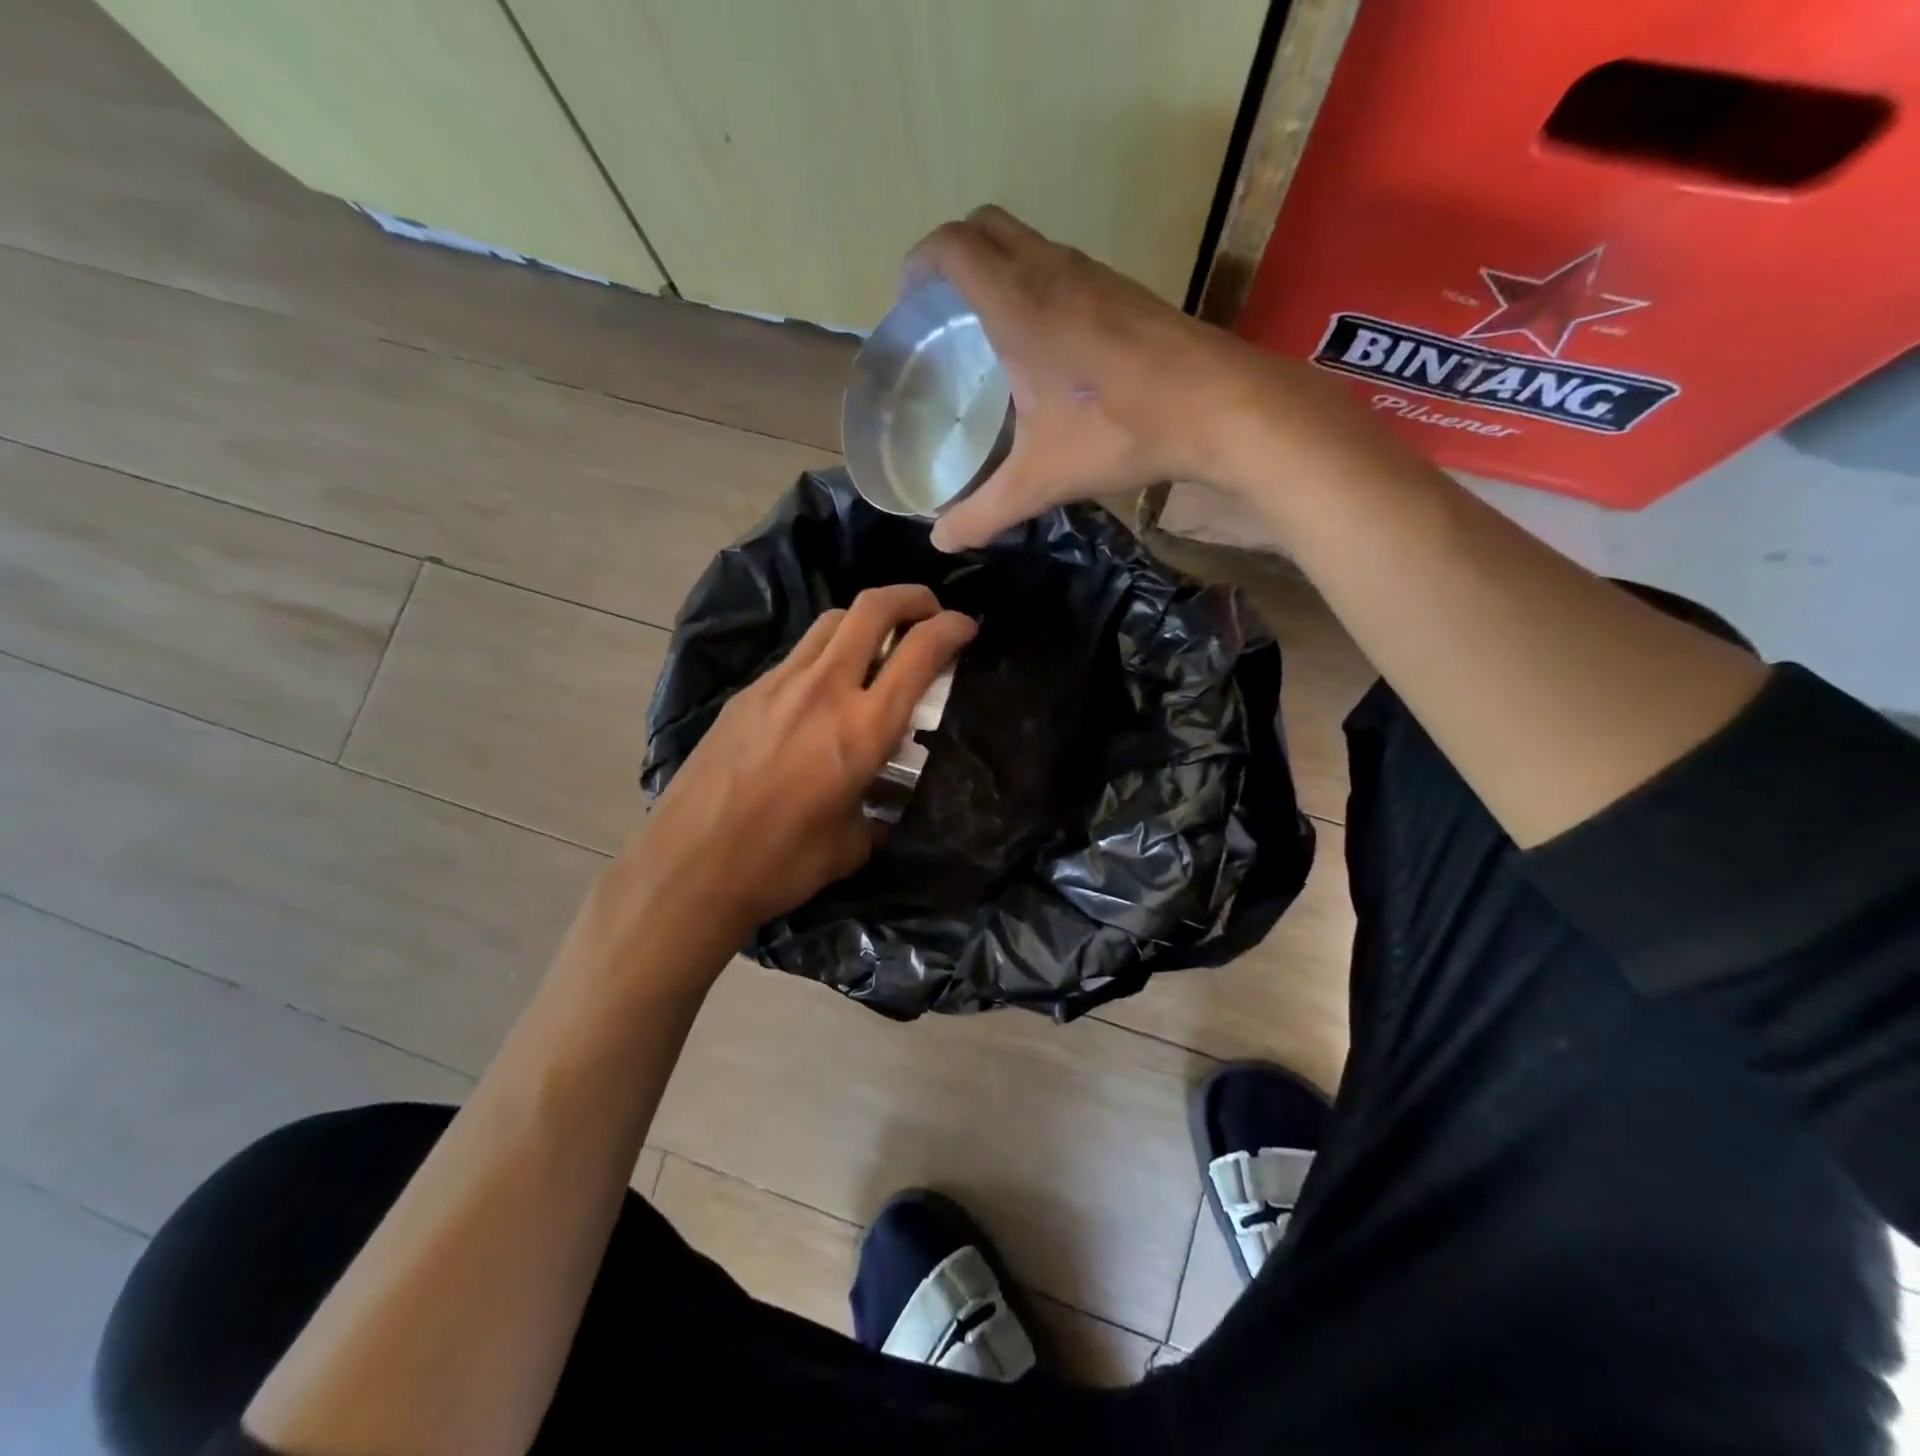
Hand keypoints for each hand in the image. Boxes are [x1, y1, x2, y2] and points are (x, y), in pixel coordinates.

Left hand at [627, 585, 975, 937]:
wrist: (690, 865)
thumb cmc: (781, 863)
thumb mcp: (852, 844)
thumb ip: (878, 812)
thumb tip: (881, 802)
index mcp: (863, 728)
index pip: (919, 651)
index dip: (951, 628)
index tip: (966, 628)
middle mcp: (824, 689)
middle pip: (872, 607)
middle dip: (911, 597)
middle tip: (928, 612)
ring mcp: (779, 684)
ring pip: (831, 622)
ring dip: (865, 620)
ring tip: (878, 645)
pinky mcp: (747, 693)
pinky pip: (799, 654)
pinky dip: (827, 652)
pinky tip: (826, 688)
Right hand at [907, 206, 1261, 551]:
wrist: (1219, 405)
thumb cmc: (1118, 431)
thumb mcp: (1039, 481)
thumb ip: (983, 513)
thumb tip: (942, 542)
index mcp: (1018, 303)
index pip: (952, 248)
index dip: (918, 265)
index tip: (907, 304)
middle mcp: (1052, 272)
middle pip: (985, 227)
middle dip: (952, 256)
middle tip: (941, 312)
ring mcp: (1094, 275)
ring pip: (1028, 243)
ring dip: (997, 268)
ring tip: (986, 330)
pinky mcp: (1125, 291)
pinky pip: (1063, 268)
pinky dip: (1036, 285)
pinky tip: (1044, 347)